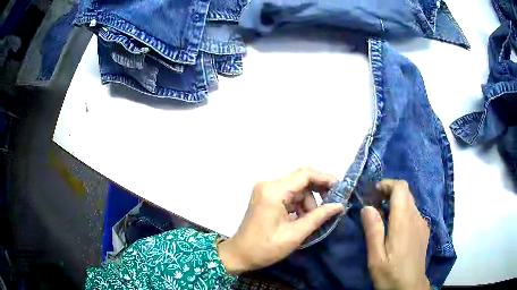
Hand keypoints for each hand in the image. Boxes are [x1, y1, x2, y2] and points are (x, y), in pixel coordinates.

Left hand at [218, 167, 343, 274]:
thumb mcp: (295, 234)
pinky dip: (298, 204)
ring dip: (308, 200)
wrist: (239, 255)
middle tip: (332, 204)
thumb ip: (319, 216)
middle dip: (318, 190)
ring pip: (296, 187)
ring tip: (311, 219)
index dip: (325, 179)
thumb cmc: (265, 248)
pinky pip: (288, 194)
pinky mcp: (265, 197)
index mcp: (274, 191)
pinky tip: (302, 218)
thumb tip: (339, 205)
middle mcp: (268, 184)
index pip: (305, 174)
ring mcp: (265, 190)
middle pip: (301, 178)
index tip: (340, 190)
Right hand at [361, 179, 430, 289]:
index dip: (387, 184)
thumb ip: (373, 231)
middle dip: (389, 192)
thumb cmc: (390, 274)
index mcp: (404, 222)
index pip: (401, 188)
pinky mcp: (424, 231)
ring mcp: (422, 224)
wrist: (410, 287)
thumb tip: (367, 207)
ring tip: (382, 218)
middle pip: (406, 193)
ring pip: (410, 202)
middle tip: (374, 205)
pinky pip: (414, 213)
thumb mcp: (376, 257)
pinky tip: (395, 229)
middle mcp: (416, 217)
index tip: (373, 193)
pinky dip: (403, 212)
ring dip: (396, 203)